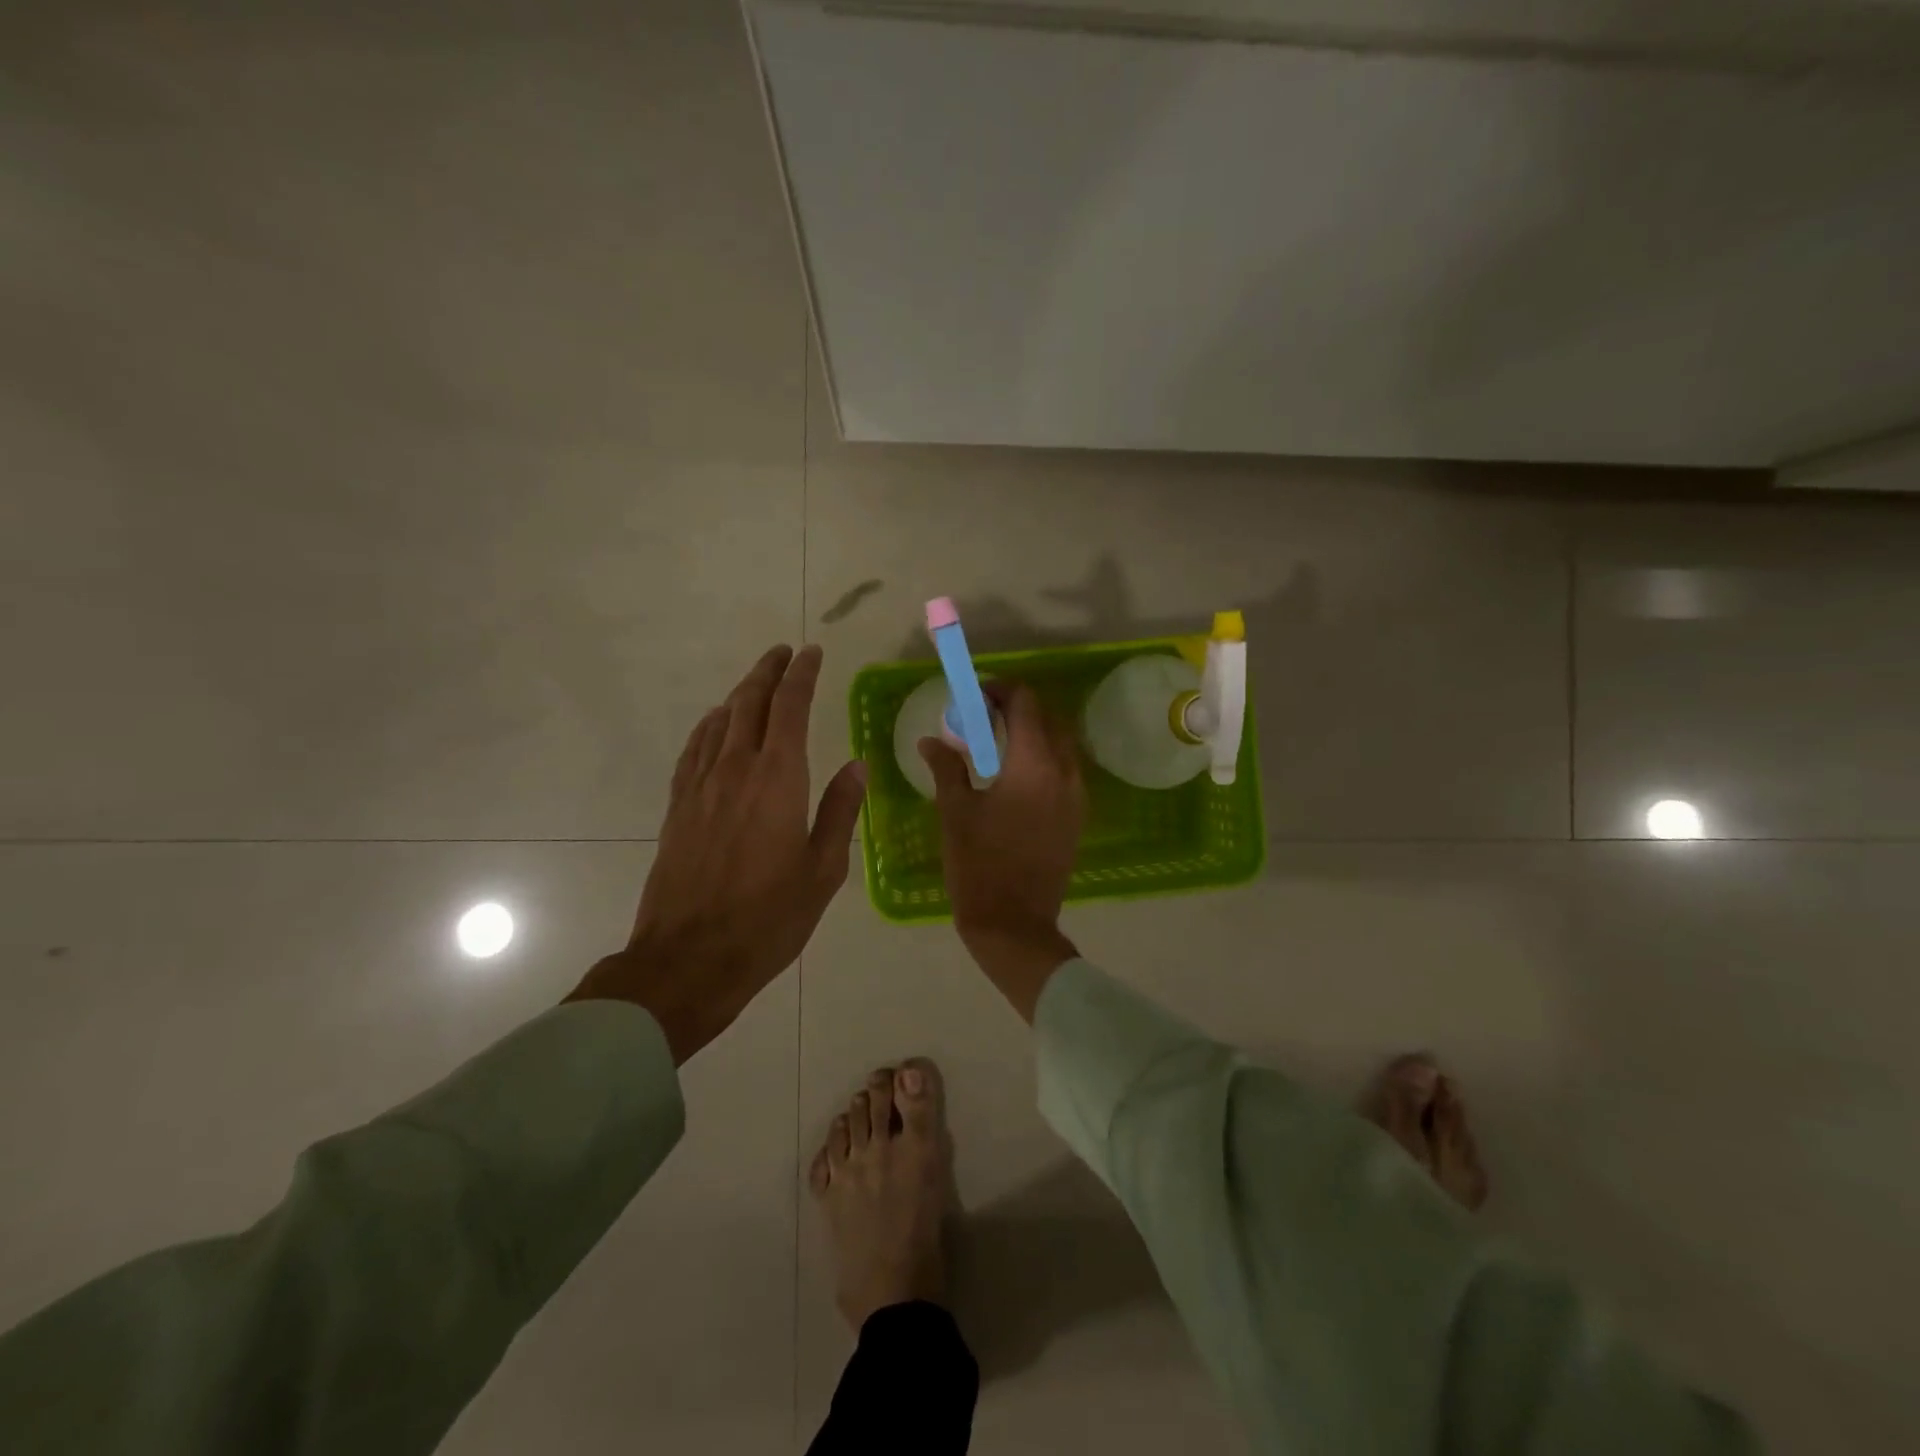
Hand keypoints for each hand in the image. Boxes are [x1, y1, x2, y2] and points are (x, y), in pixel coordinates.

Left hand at [569, 645, 866, 1063]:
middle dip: (768, 672)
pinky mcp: (678, 807)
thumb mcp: (823, 870)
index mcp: (778, 780)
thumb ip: (840, 811)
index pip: (789, 708)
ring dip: (739, 694)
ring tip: (755, 682)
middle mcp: (736, 771)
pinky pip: (693, 750)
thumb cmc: (769, 918)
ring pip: (719, 722)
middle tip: (783, 652)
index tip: (811, 653)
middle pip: (749, 704)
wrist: (689, 958)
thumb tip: (856, 766)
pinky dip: (708, 727)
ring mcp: (700, 787)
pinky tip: (714, 724)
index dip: (801, 676)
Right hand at [919, 682, 1084, 1020]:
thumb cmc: (978, 864)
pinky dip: (1042, 759)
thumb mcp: (955, 811)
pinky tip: (1013, 778)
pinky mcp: (1077, 816)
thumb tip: (931, 740)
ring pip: (1060, 745)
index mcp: (1033, 764)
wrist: (1014, 924)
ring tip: (996, 748)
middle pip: (1048, 719)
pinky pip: (1064, 771)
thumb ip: (946, 767)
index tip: (974, 698)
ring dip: (1032, 734)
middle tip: (982, 720)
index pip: (1025, 703)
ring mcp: (1076, 795)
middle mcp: (1064, 772)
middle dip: (1016, 710)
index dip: (1000, 690)